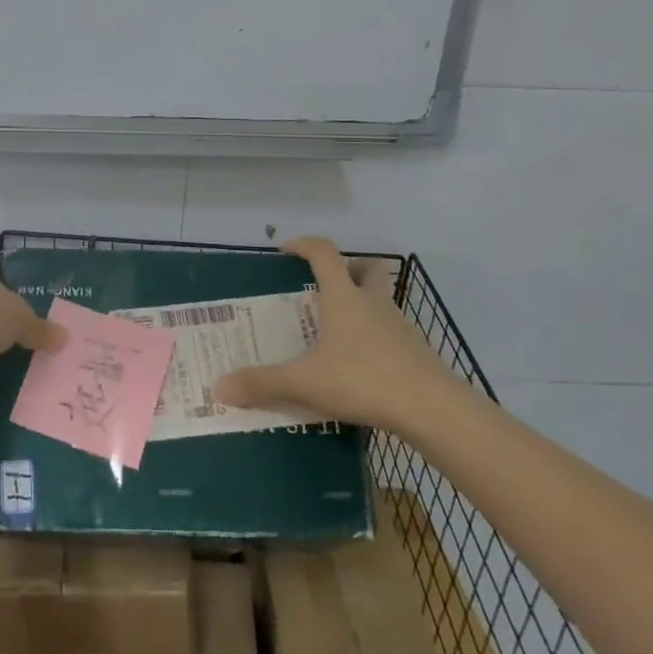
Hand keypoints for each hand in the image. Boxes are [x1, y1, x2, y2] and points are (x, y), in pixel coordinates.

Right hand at [213, 237, 457, 434]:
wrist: (433, 409)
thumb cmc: (364, 380)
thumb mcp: (306, 383)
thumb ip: (263, 383)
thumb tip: (219, 388)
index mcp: (344, 297)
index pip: (324, 252)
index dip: (304, 245)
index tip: (286, 250)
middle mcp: (373, 303)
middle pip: (367, 268)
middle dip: (348, 269)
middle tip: (324, 288)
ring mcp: (400, 326)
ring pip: (382, 301)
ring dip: (363, 305)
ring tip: (337, 334)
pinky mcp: (416, 352)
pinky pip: (392, 333)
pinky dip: (376, 339)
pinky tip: (361, 367)